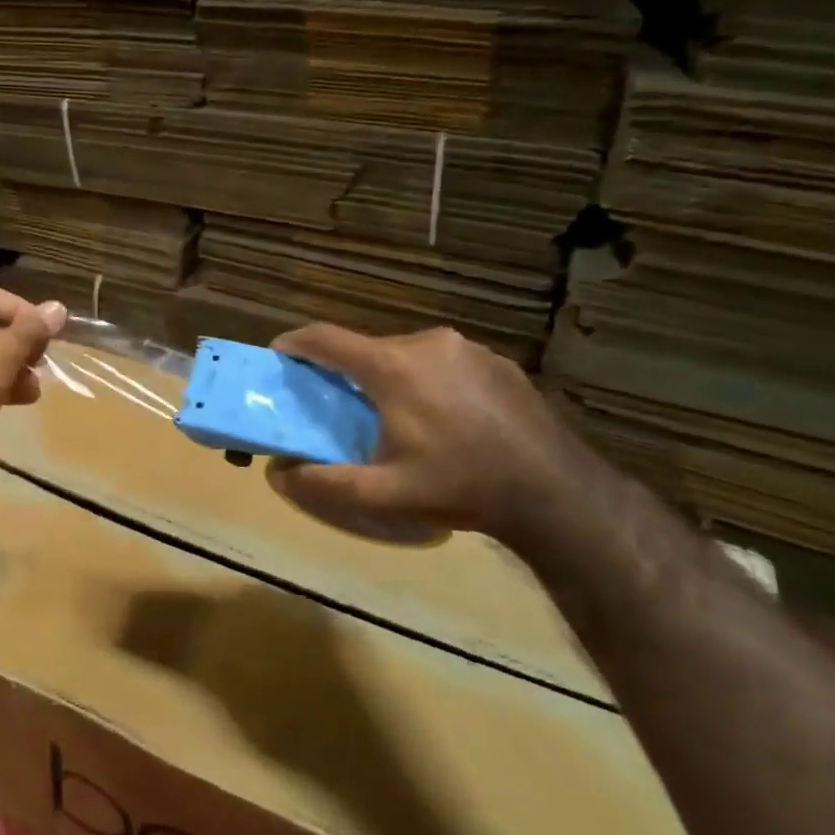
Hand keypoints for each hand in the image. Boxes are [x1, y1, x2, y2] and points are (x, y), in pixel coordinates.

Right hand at [265, 325, 587, 545]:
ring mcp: (468, 349)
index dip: (295, 344)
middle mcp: (428, 343)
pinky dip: (426, 381)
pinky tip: (442, 419)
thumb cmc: (461, 486)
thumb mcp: (383, 495)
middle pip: (367, 348)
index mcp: (393, 366)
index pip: (326, 338)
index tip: (278, 355)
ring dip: (388, 377)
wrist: (556, 493)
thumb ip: (323, 483)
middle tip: (338, 407)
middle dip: (345, 371)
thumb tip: (277, 475)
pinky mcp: (497, 362)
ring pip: (407, 354)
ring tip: (392, 418)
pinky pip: (442, 362)